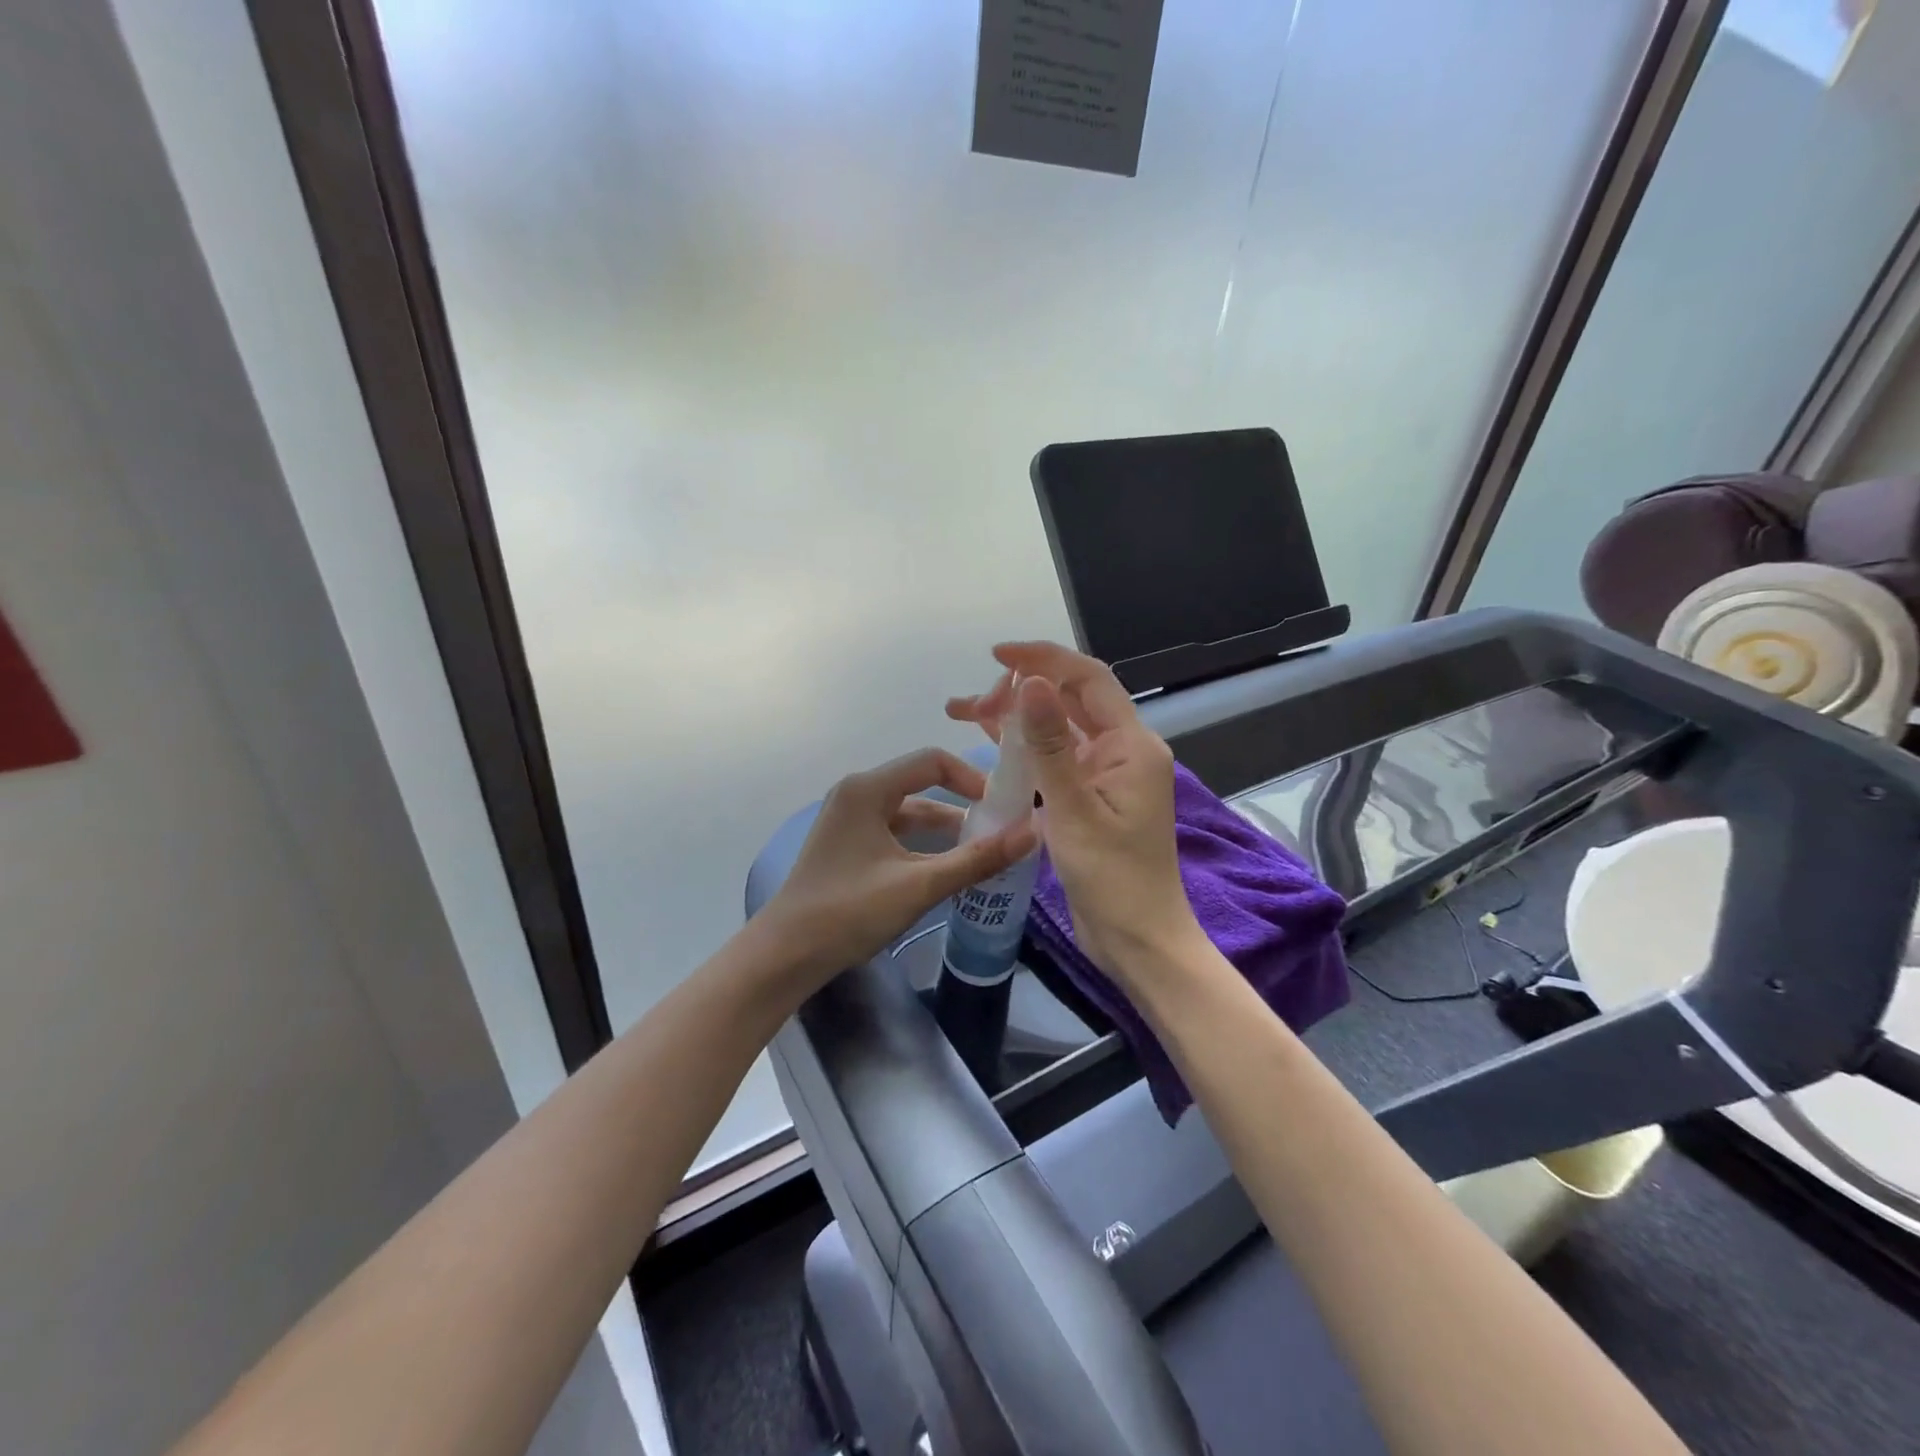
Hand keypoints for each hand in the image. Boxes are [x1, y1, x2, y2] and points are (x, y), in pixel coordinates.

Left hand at [762, 747, 1038, 984]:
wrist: (784, 955)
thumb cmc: (849, 912)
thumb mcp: (919, 885)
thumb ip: (977, 859)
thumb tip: (1032, 832)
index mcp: (868, 788)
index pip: (932, 761)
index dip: (972, 778)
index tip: (1003, 806)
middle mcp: (856, 793)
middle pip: (921, 785)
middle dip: (962, 807)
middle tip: (1001, 832)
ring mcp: (848, 819)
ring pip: (908, 813)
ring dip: (944, 831)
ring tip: (982, 855)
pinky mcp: (846, 844)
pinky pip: (894, 832)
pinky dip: (922, 845)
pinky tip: (945, 870)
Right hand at [948, 644, 1202, 978]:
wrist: (1137, 942)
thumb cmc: (1113, 879)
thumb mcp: (1074, 810)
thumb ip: (1050, 744)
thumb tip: (1032, 681)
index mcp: (1131, 745)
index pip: (1088, 680)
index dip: (1044, 659)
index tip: (997, 656)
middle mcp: (1121, 751)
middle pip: (1069, 701)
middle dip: (1020, 691)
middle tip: (971, 704)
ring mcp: (1104, 776)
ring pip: (1057, 730)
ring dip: (1016, 719)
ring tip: (965, 714)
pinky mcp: (1088, 800)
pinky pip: (1054, 761)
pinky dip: (1024, 751)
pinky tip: (990, 748)